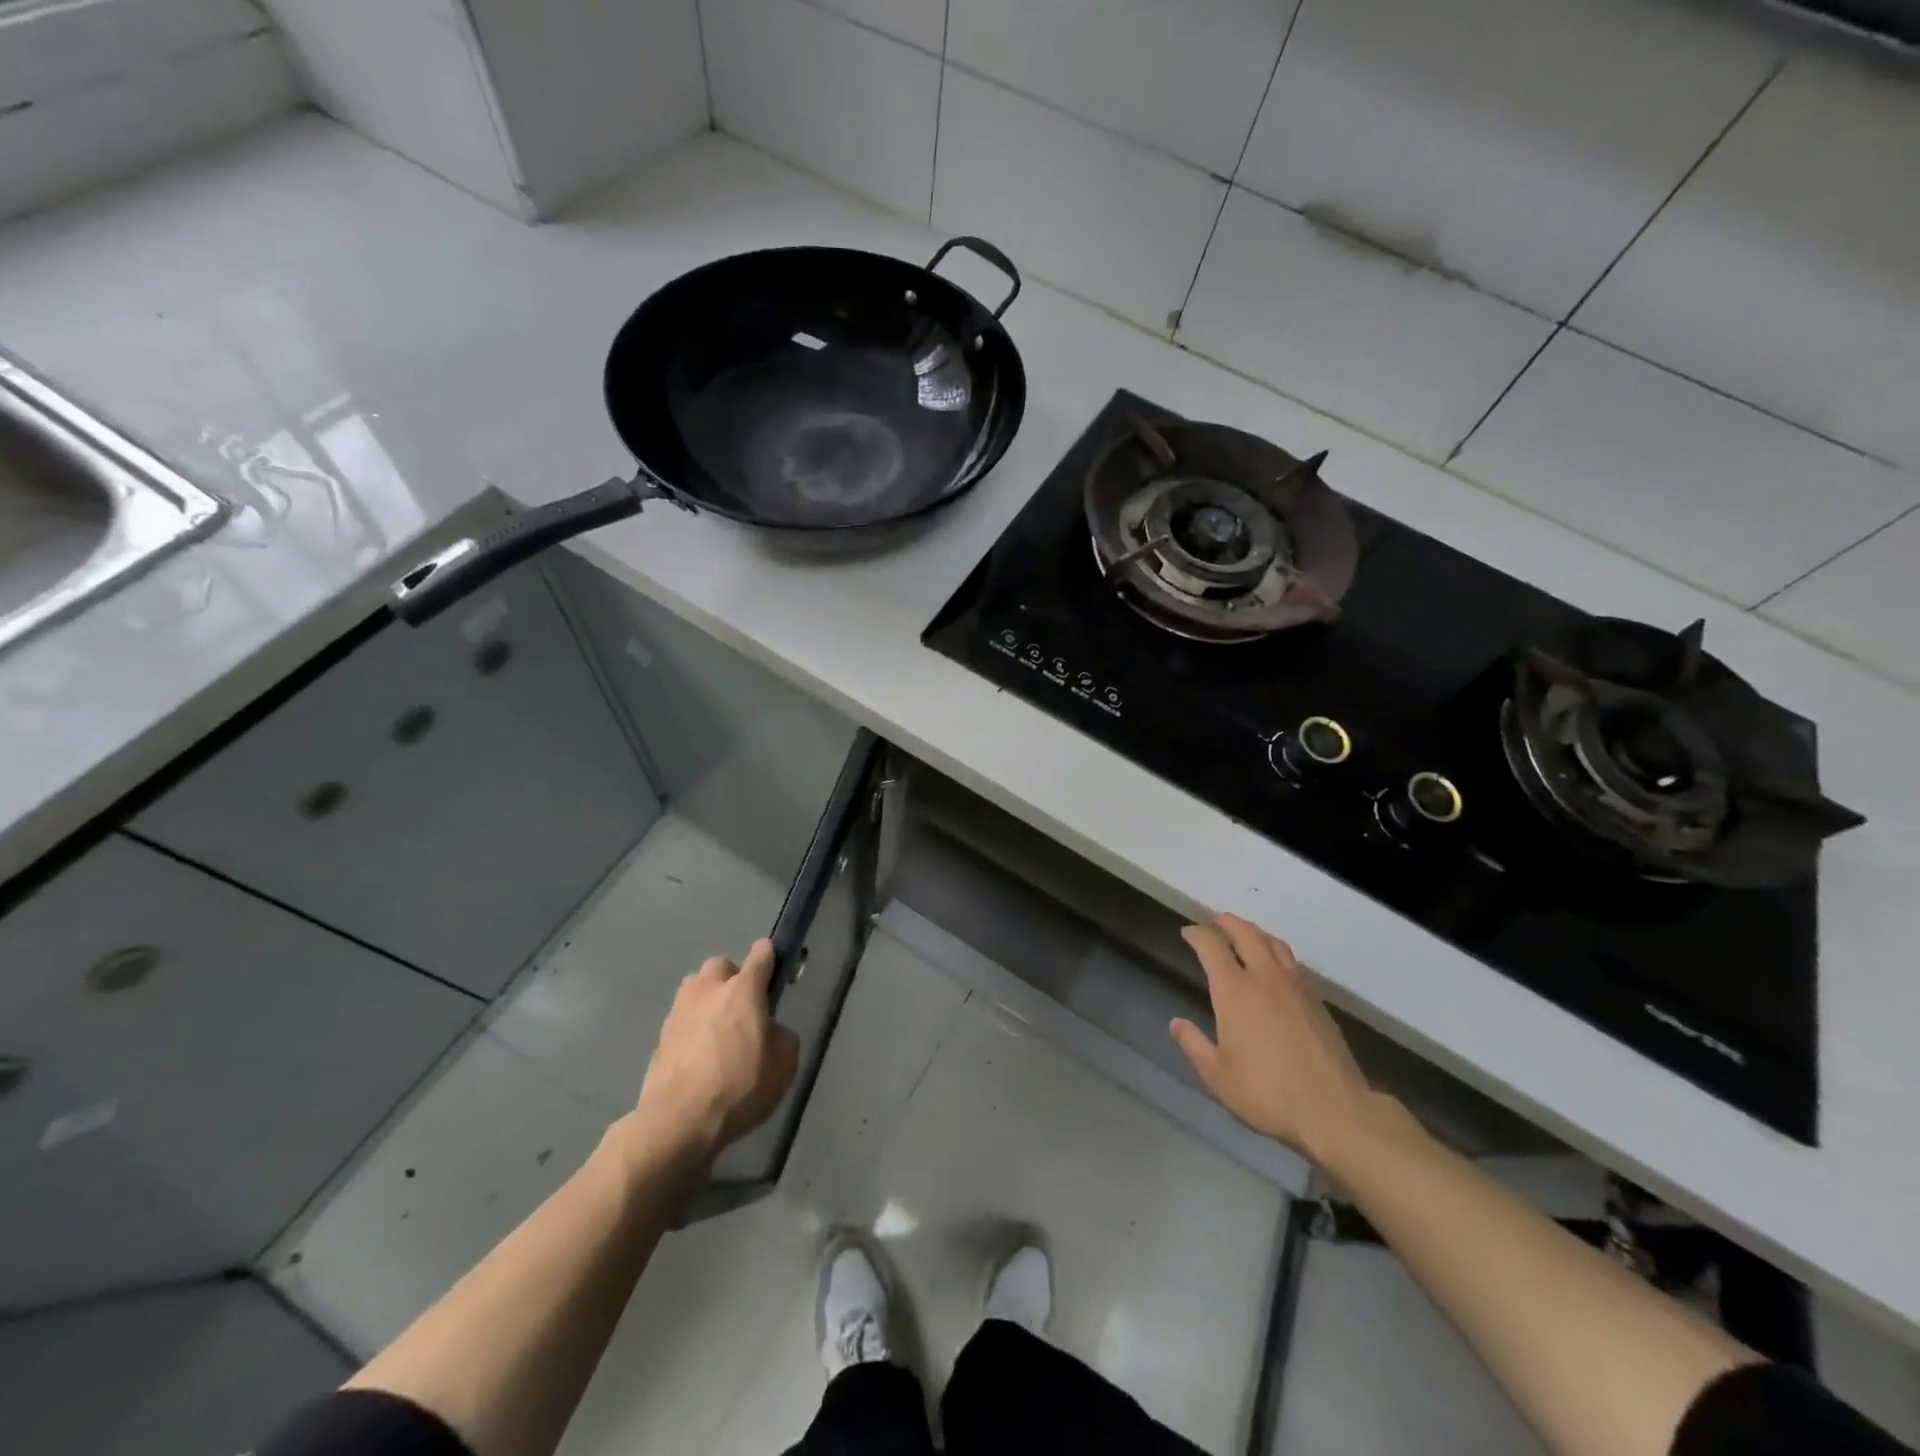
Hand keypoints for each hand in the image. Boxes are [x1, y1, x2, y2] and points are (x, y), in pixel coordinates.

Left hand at [631, 939, 799, 1160]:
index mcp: (744, 990)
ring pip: (695, 989)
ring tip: (717, 1031)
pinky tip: (699, 1056)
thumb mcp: (784, 1064)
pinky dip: (691, 1029)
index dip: (770, 957)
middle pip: (721, 966)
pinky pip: (681, 1019)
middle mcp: (709, 990)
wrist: (678, 1122)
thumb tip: (770, 1031)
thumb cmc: (739, 1087)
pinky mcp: (660, 1037)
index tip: (774, 969)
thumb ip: (781, 1036)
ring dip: (707, 1000)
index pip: (761, 953)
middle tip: (742, 1009)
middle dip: (732, 979)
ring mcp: (679, 1011)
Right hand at [1171, 914, 1382, 1168]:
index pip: (1212, 946)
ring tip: (1243, 936)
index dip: (1197, 934)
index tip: (1187, 933)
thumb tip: (1176, 1023)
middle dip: (1227, 923)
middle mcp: (1265, 978)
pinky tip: (1273, 966)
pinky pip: (1292, 961)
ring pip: (1273, 943)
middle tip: (1214, 923)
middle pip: (1246, 933)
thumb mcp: (1217, 1076)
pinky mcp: (1317, 1000)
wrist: (1335, 1111)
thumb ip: (1193, 1045)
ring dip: (1254, 932)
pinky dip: (1275, 951)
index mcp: (1235, 991)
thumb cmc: (1267, 1093)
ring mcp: (1296, 986)